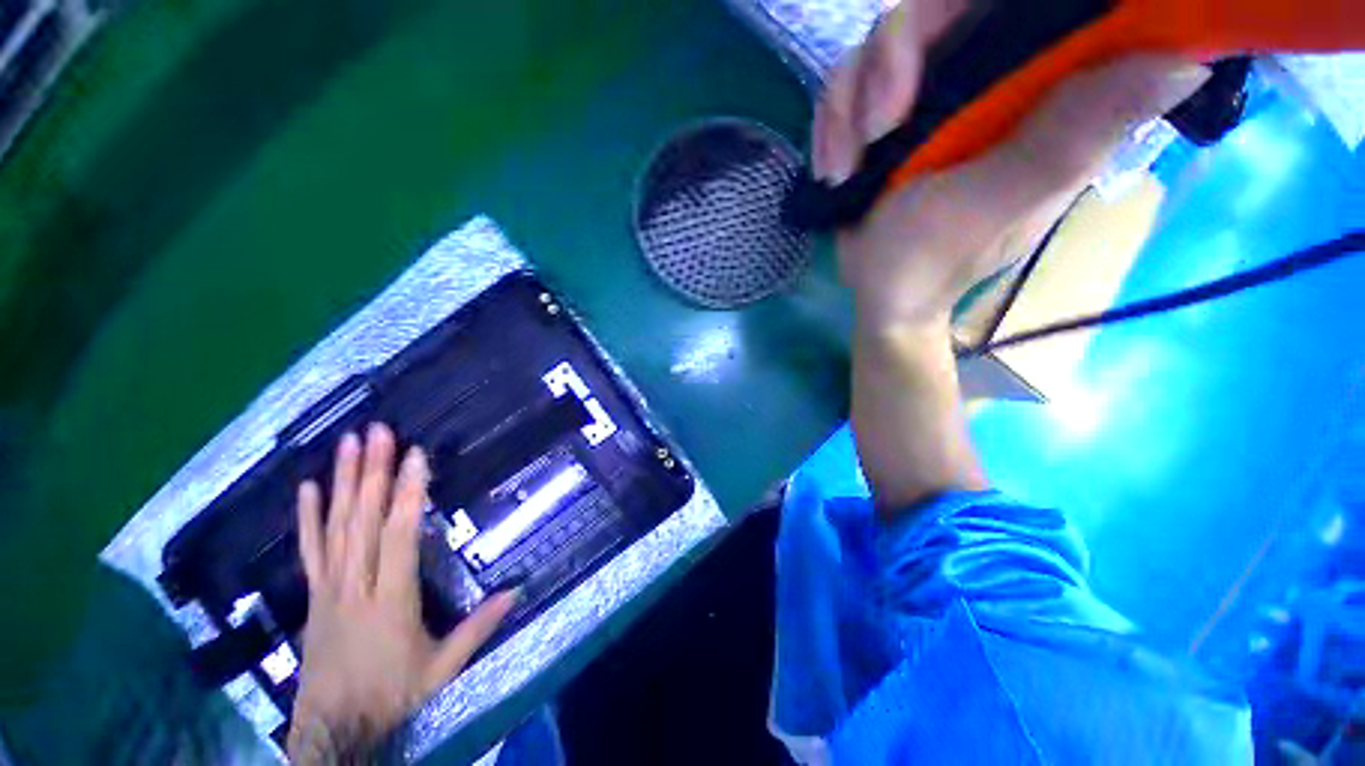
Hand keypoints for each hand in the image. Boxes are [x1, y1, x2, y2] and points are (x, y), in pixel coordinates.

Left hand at [287, 423, 517, 762]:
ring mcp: (329, 587)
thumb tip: (518, 590)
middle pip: (363, 521)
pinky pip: (310, 549)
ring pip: (336, 526)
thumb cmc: (392, 694)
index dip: (407, 494)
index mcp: (390, 599)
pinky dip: (308, 517)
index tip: (415, 457)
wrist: (333, 728)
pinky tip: (307, 488)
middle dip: (371, 472)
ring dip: (342, 482)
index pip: (399, 536)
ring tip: (347, 444)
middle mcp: (356, 585)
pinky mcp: (314, 594)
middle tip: (378, 432)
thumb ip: (479, 627)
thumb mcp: (442, 667)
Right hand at [814, 1, 1209, 329]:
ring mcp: (929, 94)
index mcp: (1042, 88)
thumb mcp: (1004, 199)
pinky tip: (836, 169)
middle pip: (939, 7)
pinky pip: (846, 87)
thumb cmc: (939, 258)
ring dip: (848, 104)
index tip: (961, 43)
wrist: (883, 293)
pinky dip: (830, 125)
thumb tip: (1183, 63)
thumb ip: (1073, 134)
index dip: (996, 5)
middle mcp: (990, 75)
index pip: (1031, 4)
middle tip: (879, 126)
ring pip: (881, 44)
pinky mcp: (884, 115)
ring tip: (847, 166)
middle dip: (892, 58)